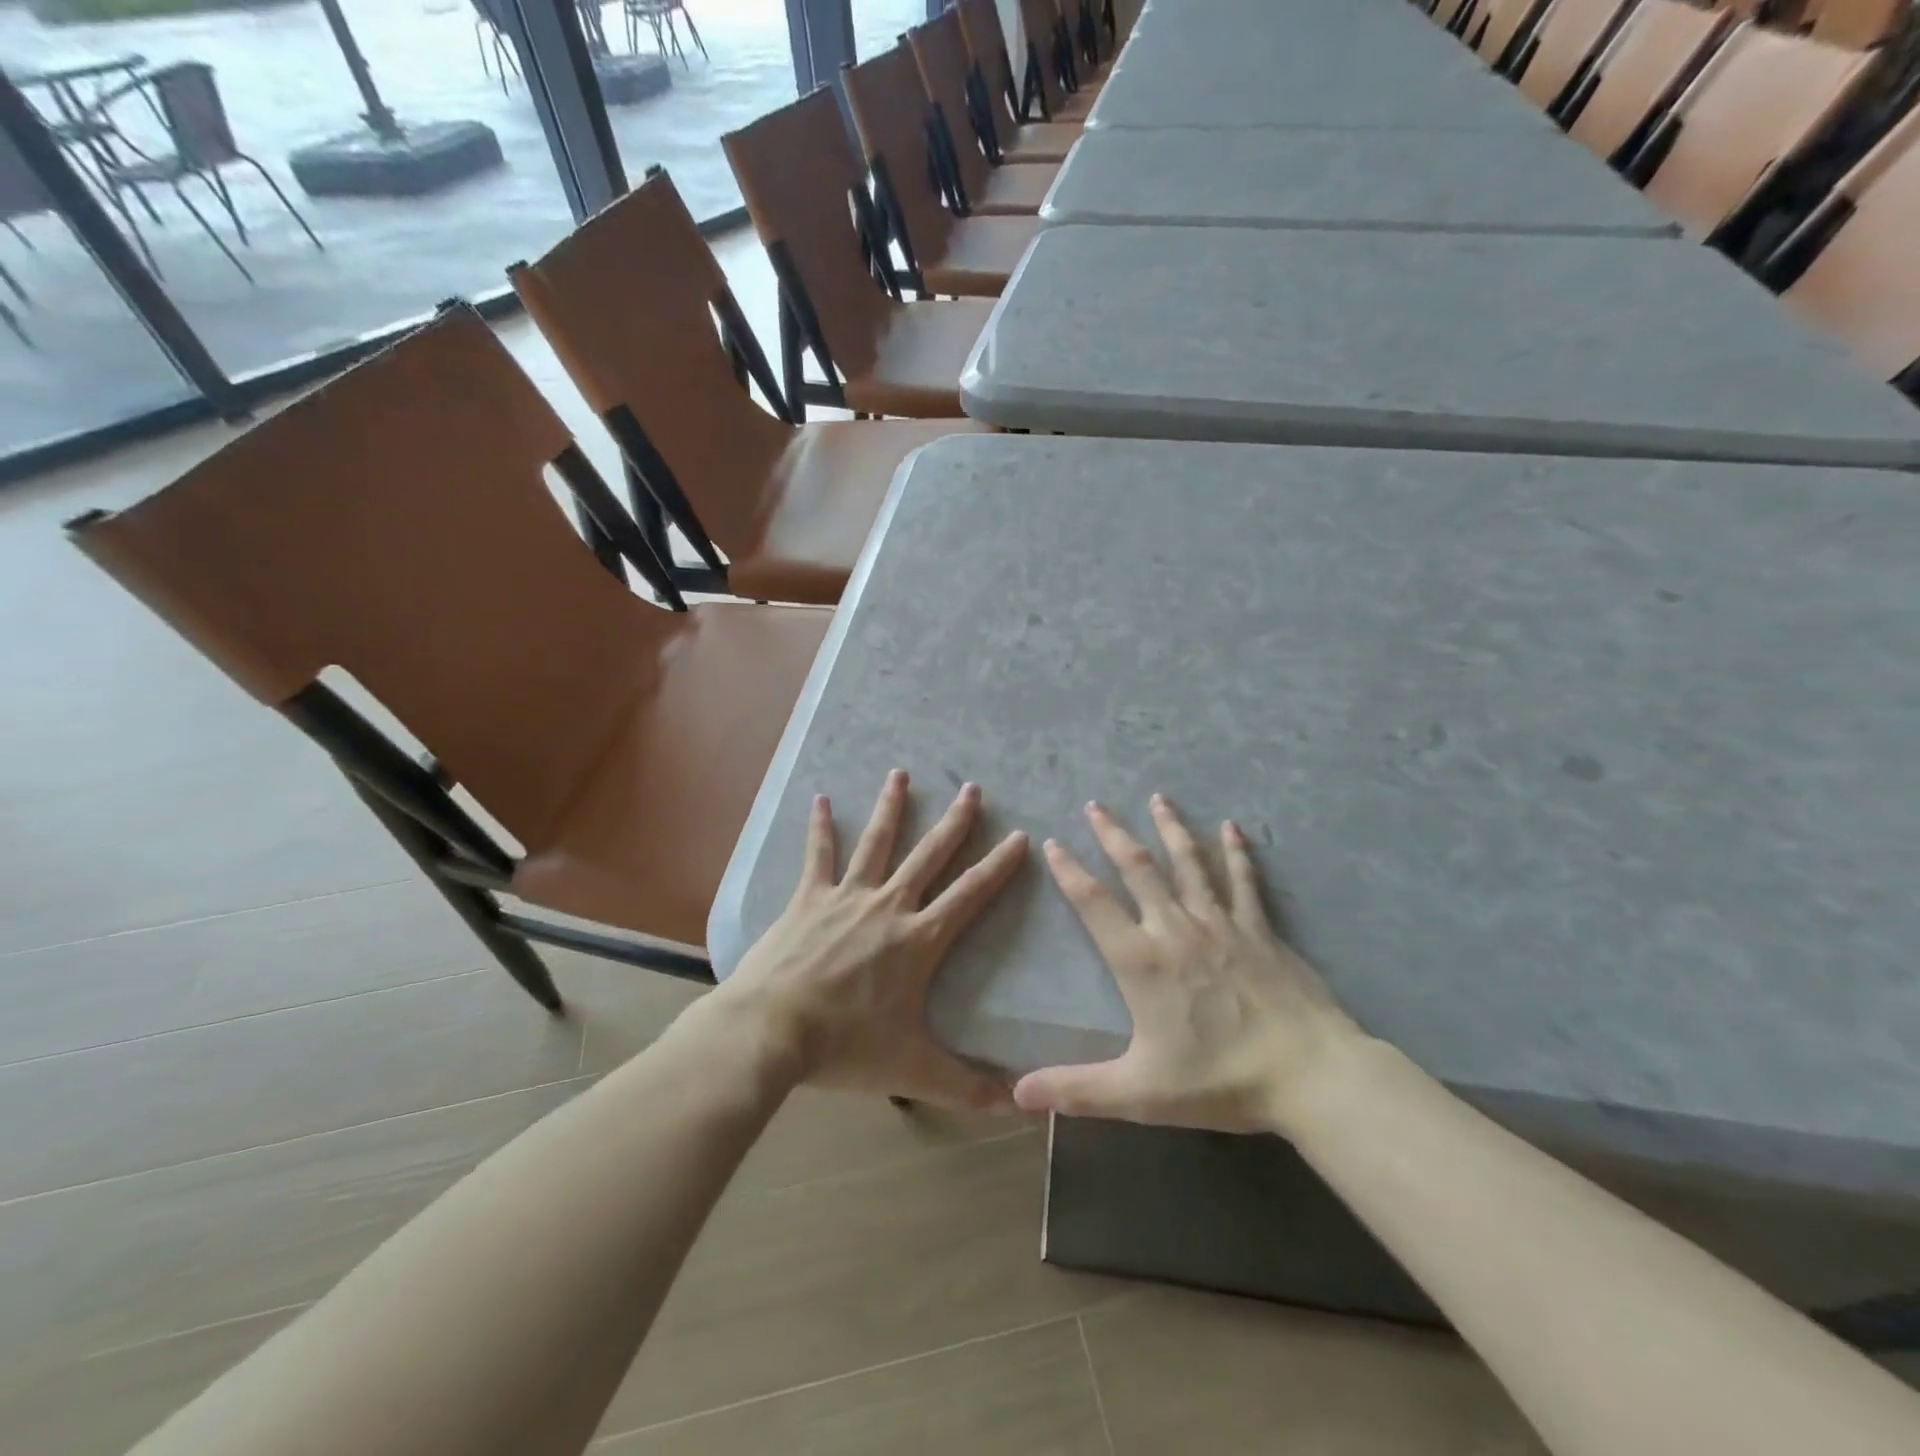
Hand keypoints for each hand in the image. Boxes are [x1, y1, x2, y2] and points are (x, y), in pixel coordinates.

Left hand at [720, 770, 1028, 1109]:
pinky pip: (818, 856)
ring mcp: (845, 897)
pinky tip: (820, 800)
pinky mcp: (807, 899)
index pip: (970, 895)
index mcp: (918, 940)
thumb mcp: (912, 1071)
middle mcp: (887, 906)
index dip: (998, 866)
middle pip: (929, 855)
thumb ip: (965, 1087)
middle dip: (954, 822)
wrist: (771, 1032)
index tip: (1019, 836)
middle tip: (972, 788)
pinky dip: (820, 827)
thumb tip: (1017, 1107)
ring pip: (876, 842)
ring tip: (901, 773)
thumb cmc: (845, 1047)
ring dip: (892, 807)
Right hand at [1013, 796, 1367, 1135]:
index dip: (1069, 872)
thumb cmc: (1220, 1080)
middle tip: (1096, 804)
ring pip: (1189, 863)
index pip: (1094, 904)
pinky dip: (1235, 851)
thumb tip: (1016, 1094)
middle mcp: (1176, 928)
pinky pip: (1243, 880)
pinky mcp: (1258, 928)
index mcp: (1142, 961)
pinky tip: (1231, 827)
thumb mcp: (1140, 1092)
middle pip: (1138, 868)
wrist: (1310, 1074)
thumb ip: (1076, 1089)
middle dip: (1114, 834)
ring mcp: (1221, 923)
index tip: (1052, 843)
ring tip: (1158, 798)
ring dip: (1171, 828)